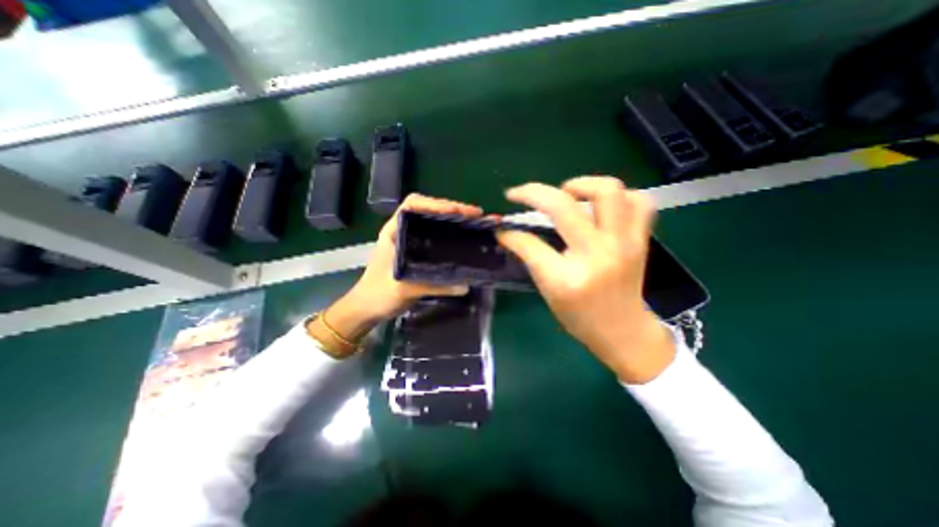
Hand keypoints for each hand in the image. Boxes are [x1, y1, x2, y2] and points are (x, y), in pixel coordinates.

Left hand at [320, 193, 483, 345]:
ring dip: (453, 220)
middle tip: (476, 216)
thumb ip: (433, 286)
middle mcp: (403, 231)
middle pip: (428, 210)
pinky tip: (463, 239)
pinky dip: (450, 234)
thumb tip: (466, 285)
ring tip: (474, 224)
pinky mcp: (417, 252)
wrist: (367, 308)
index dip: (436, 204)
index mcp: (394, 231)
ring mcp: (410, 241)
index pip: (413, 205)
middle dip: (452, 209)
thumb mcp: (403, 288)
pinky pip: (435, 237)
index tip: (458, 211)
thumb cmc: (378, 294)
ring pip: (433, 222)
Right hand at [498, 177, 674, 381]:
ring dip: (581, 184)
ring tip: (567, 194)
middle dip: (533, 193)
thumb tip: (509, 234)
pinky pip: (639, 202)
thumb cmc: (580, 317)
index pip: (531, 244)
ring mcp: (624, 244)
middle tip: (522, 194)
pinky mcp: (640, 240)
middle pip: (564, 206)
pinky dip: (619, 196)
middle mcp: (597, 255)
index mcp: (568, 278)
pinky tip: (601, 206)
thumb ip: (530, 258)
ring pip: (608, 191)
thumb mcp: (548, 291)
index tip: (502, 229)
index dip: (510, 233)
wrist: (623, 331)